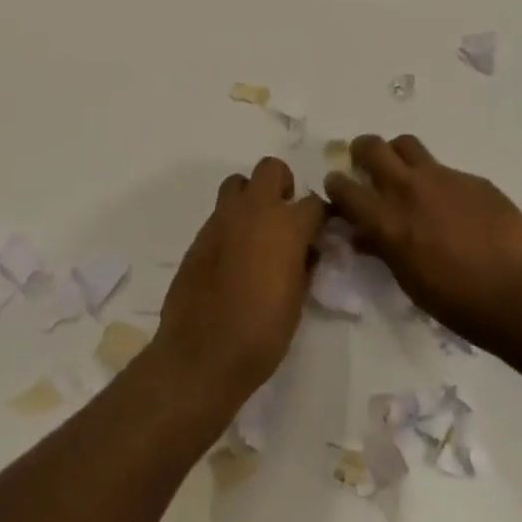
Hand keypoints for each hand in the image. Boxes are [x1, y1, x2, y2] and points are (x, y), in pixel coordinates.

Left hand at [152, 157, 324, 402]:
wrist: (202, 353)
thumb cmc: (262, 332)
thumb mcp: (297, 300)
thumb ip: (305, 264)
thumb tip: (307, 250)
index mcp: (286, 225)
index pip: (315, 203)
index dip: (321, 216)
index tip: (322, 232)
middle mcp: (253, 211)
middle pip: (272, 169)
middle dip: (283, 186)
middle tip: (286, 218)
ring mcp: (221, 220)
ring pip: (238, 183)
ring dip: (251, 197)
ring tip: (256, 230)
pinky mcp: (199, 236)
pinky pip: (220, 214)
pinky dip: (231, 224)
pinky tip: (234, 256)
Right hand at [326, 134, 521, 347]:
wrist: (521, 294)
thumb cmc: (458, 302)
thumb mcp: (408, 279)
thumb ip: (383, 248)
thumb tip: (365, 235)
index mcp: (386, 220)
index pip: (342, 187)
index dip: (336, 185)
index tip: (339, 190)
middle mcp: (409, 189)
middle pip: (371, 146)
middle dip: (361, 152)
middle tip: (366, 167)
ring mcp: (443, 178)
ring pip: (406, 144)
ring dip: (398, 155)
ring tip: (406, 175)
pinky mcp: (473, 179)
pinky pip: (445, 169)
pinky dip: (438, 182)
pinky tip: (455, 207)